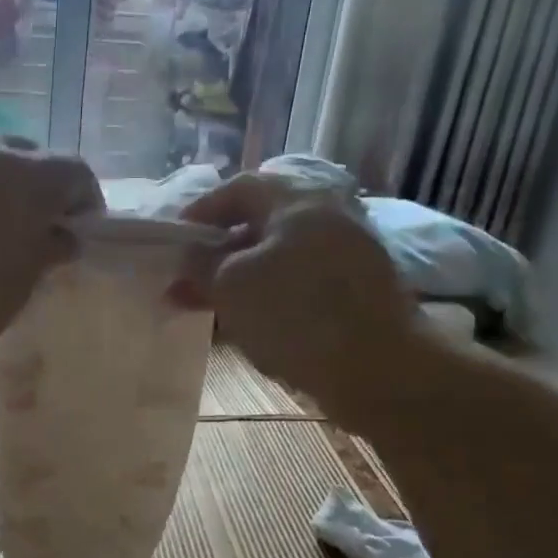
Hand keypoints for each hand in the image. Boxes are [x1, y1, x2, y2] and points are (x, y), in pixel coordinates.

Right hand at [181, 174, 418, 412]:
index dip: (202, 210)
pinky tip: (254, 323)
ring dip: (244, 276)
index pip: (240, 187)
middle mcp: (330, 215)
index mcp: (299, 200)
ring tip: (214, 306)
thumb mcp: (231, 286)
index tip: (177, 240)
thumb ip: (201, 266)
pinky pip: (303, 281)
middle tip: (191, 278)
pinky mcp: (360, 289)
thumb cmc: (296, 314)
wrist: (380, 369)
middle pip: (263, 222)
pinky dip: (273, 294)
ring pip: (282, 255)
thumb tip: (190, 257)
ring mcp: (351, 252)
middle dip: (221, 250)